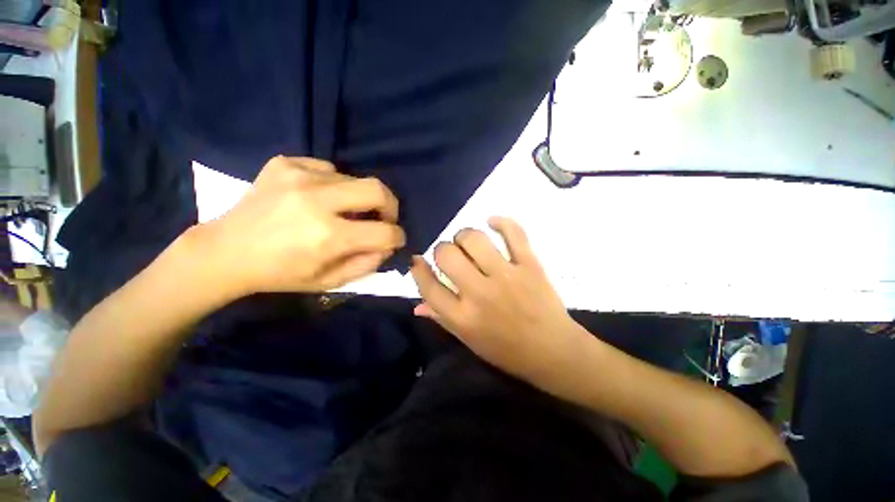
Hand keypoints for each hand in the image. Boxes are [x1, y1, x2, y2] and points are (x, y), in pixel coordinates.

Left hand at [198, 156, 405, 295]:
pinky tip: (318, 197)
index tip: (394, 239)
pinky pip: (328, 168)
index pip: (385, 232)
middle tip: (383, 218)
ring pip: (355, 178)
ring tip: (344, 211)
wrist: (226, 251)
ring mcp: (299, 175)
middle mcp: (317, 200)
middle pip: (378, 189)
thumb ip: (367, 263)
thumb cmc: (281, 273)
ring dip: (359, 198)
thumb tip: (387, 244)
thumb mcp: (330, 281)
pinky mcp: (285, 163)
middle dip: (391, 206)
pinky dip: (334, 184)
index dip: (397, 237)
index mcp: (328, 236)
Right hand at [410, 217, 590, 384]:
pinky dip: (501, 222)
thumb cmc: (507, 351)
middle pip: (447, 255)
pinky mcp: (530, 265)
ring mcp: (506, 276)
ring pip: (474, 239)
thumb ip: (442, 320)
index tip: (419, 260)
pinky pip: (514, 233)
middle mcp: (480, 294)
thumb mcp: (469, 341)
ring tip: (468, 242)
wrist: (554, 351)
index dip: (418, 269)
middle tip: (450, 255)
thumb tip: (418, 304)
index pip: (428, 286)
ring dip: (464, 236)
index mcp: (463, 317)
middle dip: (442, 250)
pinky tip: (492, 222)